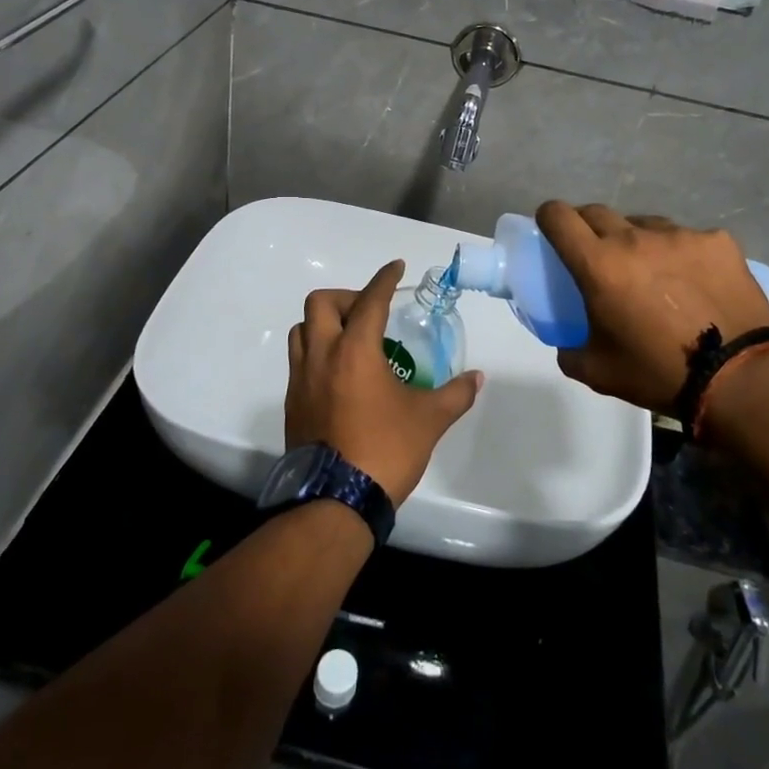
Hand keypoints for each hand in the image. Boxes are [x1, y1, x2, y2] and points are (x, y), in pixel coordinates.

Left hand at [285, 260, 483, 505]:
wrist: (336, 500)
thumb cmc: (385, 450)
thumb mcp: (429, 420)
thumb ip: (455, 394)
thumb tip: (476, 378)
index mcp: (355, 350)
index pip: (370, 300)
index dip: (385, 279)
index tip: (396, 267)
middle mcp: (322, 355)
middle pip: (321, 303)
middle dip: (347, 297)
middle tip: (371, 313)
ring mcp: (301, 379)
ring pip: (302, 330)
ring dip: (324, 323)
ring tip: (351, 339)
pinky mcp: (292, 403)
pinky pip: (298, 361)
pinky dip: (316, 352)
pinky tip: (339, 374)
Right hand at [535, 201, 768, 412]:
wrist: (740, 378)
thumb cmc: (659, 373)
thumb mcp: (598, 371)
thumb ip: (569, 350)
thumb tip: (568, 341)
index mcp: (599, 265)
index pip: (559, 216)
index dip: (549, 218)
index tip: (552, 231)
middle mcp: (635, 238)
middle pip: (597, 212)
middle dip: (588, 229)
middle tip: (599, 258)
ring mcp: (679, 235)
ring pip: (644, 223)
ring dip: (636, 240)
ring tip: (653, 273)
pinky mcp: (717, 240)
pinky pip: (687, 237)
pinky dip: (681, 254)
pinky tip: (695, 283)